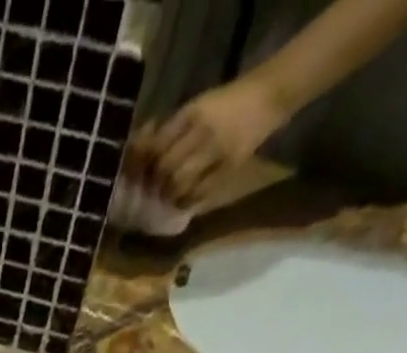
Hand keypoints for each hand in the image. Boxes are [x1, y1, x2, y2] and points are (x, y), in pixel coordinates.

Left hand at [137, 75, 288, 210]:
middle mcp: (202, 131)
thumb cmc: (227, 103)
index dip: (143, 164)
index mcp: (191, 112)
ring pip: (180, 182)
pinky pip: (201, 192)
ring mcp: (217, 150)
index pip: (157, 144)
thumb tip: (143, 154)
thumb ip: (172, 129)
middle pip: (166, 167)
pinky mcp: (229, 166)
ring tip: (167, 197)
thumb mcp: (197, 106)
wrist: (268, 96)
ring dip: (169, 195)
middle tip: (152, 190)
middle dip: (155, 183)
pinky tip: (184, 202)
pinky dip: (188, 201)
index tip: (139, 174)